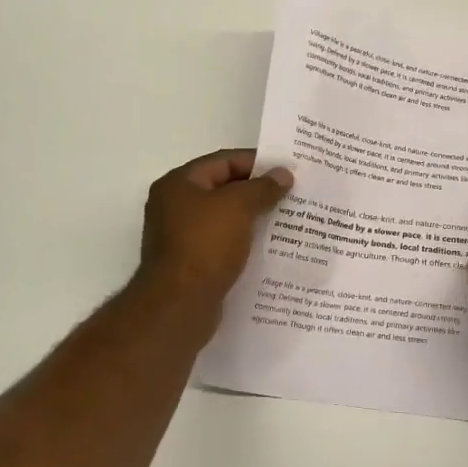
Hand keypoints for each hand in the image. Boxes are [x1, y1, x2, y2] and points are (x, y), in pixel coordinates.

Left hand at [137, 149, 291, 308]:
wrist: (179, 305)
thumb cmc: (205, 246)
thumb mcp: (238, 207)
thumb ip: (262, 187)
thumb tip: (283, 174)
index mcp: (179, 184)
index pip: (223, 160)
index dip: (257, 162)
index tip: (287, 169)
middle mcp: (175, 206)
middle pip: (223, 188)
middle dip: (257, 191)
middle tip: (292, 194)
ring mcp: (181, 236)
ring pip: (225, 218)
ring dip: (253, 217)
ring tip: (287, 219)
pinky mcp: (191, 262)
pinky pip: (223, 243)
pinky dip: (244, 241)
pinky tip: (269, 247)